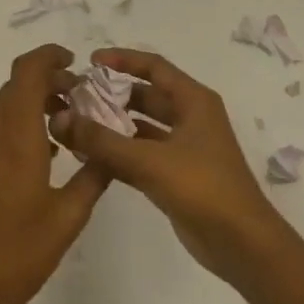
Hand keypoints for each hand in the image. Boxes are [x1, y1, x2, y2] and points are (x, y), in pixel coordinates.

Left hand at [0, 44, 110, 303]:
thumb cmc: (22, 252)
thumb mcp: (70, 215)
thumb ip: (94, 174)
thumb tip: (109, 148)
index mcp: (15, 138)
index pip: (26, 72)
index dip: (49, 57)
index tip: (74, 63)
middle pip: (15, 86)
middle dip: (47, 83)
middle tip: (79, 100)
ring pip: (3, 107)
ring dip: (32, 104)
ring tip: (64, 128)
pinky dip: (17, 125)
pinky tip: (40, 155)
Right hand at [51, 49, 285, 281]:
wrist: (242, 244)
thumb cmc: (203, 188)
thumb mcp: (150, 160)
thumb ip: (103, 141)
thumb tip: (61, 119)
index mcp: (194, 101)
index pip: (154, 67)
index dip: (123, 60)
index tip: (90, 61)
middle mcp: (191, 118)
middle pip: (147, 96)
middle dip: (112, 95)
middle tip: (76, 96)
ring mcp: (184, 148)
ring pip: (143, 127)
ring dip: (113, 125)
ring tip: (76, 124)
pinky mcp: (176, 176)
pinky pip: (142, 154)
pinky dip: (119, 153)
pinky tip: (89, 157)